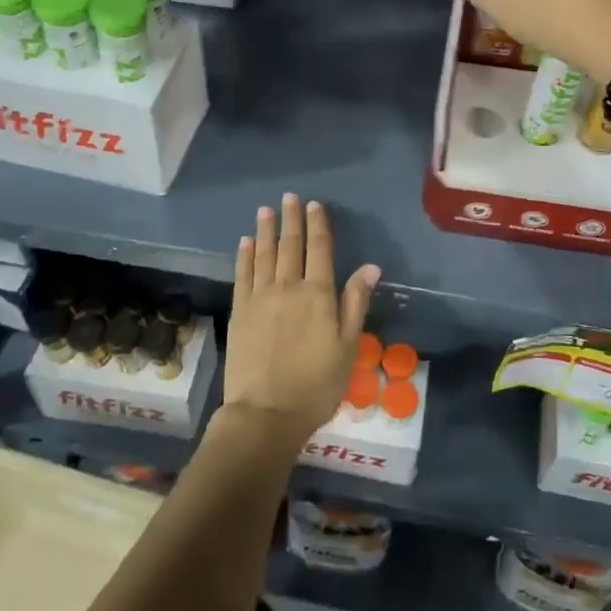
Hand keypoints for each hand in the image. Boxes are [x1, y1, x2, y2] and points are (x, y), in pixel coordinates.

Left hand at [223, 195, 380, 446]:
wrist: (267, 413)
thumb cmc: (316, 384)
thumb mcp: (348, 347)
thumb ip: (355, 303)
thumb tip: (370, 266)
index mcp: (318, 294)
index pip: (319, 250)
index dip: (317, 225)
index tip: (314, 205)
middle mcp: (288, 287)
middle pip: (290, 245)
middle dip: (291, 219)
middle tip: (289, 197)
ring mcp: (260, 297)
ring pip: (264, 254)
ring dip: (265, 231)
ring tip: (266, 210)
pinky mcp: (240, 311)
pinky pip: (242, 275)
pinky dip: (245, 256)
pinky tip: (245, 243)